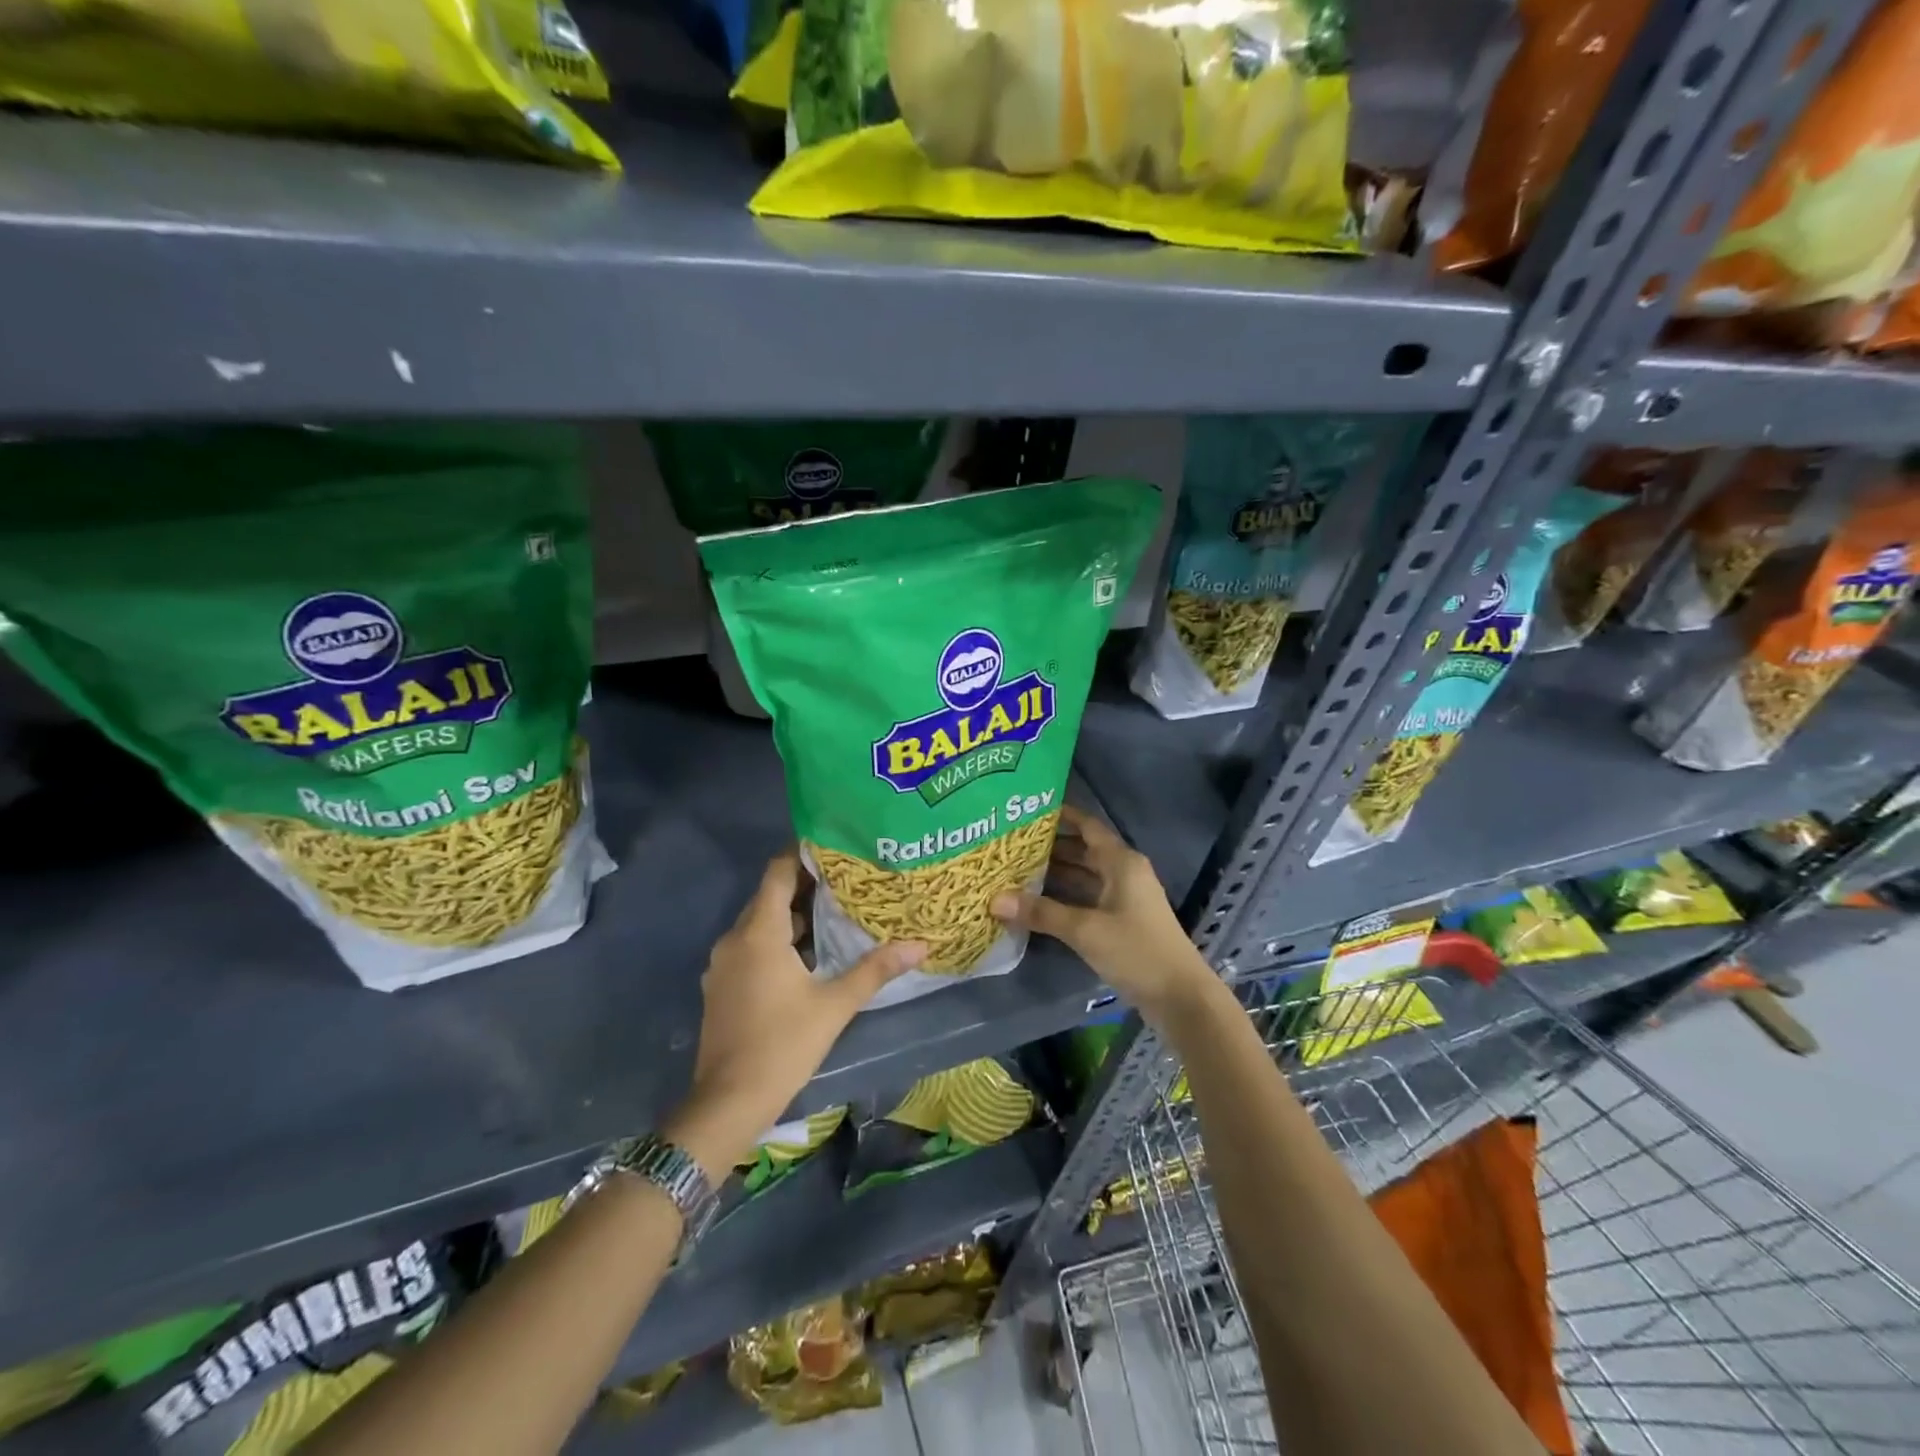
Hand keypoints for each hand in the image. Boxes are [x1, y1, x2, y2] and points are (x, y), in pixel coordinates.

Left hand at [663, 852, 925, 1179]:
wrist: (728, 1101)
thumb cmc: (783, 1045)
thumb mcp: (835, 1005)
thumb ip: (875, 969)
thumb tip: (920, 944)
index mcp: (759, 932)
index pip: (778, 872)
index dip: (803, 854)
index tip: (835, 847)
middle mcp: (735, 938)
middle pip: (770, 896)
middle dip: (806, 885)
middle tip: (848, 880)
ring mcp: (723, 963)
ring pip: (760, 923)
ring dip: (793, 915)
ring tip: (835, 912)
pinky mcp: (721, 985)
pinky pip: (751, 946)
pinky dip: (777, 940)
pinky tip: (808, 954)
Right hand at [991, 804, 1212, 1023]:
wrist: (1180, 997)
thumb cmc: (1136, 950)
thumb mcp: (1085, 929)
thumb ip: (1041, 912)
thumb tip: (995, 899)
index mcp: (1121, 862)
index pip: (1088, 826)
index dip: (1062, 816)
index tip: (1028, 810)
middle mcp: (1124, 873)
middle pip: (1083, 851)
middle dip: (1050, 848)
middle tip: (1011, 844)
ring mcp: (1124, 899)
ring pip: (1084, 877)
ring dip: (1055, 875)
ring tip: (1015, 871)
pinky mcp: (1122, 923)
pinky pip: (1087, 900)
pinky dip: (1064, 898)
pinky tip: (1036, 904)